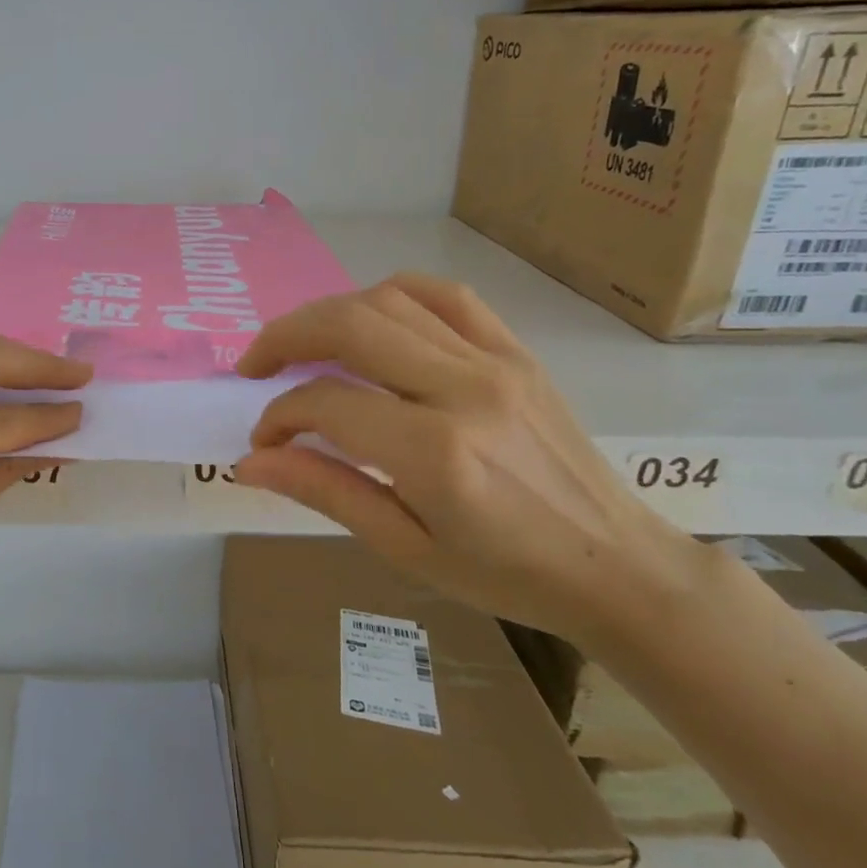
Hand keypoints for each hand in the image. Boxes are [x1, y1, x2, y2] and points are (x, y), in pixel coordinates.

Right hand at [233, 275, 712, 646]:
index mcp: (434, 452)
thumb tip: (250, 461)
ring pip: (390, 300)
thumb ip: (324, 491)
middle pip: (350, 326)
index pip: (326, 403)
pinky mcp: (517, 352)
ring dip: (329, 314)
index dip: (278, 416)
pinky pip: (446, 296)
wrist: (617, 566)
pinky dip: (392, 294)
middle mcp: (463, 390)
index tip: (263, 440)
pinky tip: (369, 317)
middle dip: (285, 338)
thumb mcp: (404, 546)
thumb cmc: (504, 573)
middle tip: (255, 366)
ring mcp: (496, 362)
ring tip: (303, 346)